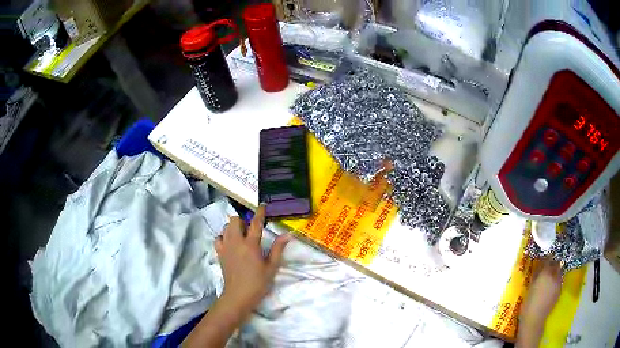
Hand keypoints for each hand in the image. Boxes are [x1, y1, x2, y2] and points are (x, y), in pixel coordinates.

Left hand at [215, 205, 290, 316]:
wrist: (238, 295)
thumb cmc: (258, 283)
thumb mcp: (272, 267)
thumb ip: (278, 249)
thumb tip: (288, 234)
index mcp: (251, 244)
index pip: (256, 223)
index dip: (260, 212)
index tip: (262, 205)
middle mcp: (236, 242)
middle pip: (235, 220)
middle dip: (243, 221)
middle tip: (251, 229)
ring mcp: (226, 247)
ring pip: (225, 227)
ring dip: (233, 228)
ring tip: (241, 236)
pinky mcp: (219, 253)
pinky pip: (218, 238)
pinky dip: (224, 237)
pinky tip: (230, 244)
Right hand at [521, 259, 562, 324]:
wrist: (534, 319)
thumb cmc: (528, 303)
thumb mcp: (531, 286)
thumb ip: (536, 273)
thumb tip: (539, 264)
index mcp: (546, 272)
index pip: (548, 258)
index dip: (546, 256)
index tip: (544, 254)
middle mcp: (555, 275)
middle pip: (556, 263)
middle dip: (553, 261)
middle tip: (548, 262)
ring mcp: (559, 283)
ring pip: (559, 271)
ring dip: (556, 270)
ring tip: (550, 273)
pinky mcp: (560, 290)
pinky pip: (559, 280)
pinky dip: (556, 279)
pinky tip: (551, 285)